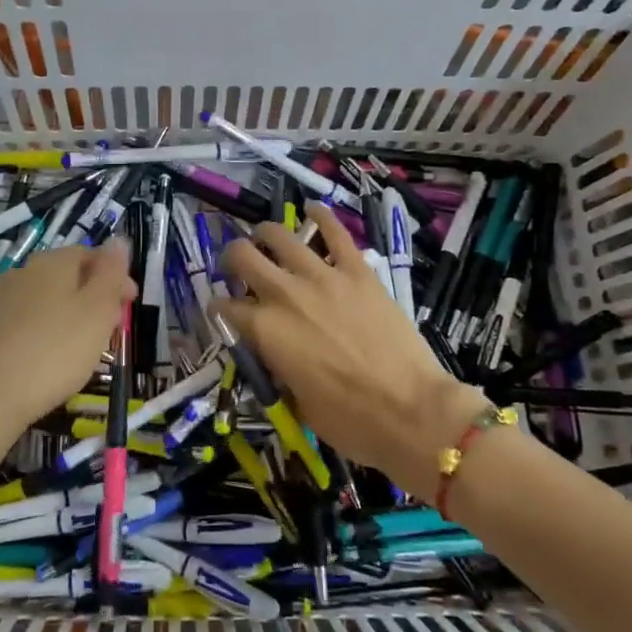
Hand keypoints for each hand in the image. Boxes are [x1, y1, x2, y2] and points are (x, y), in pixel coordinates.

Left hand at [0, 243, 135, 440]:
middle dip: (84, 297)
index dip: (113, 276)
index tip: (128, 305)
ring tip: (65, 350)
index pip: (89, 254)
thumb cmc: (51, 354)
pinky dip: (21, 335)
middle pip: (60, 277)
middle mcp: (18, 273)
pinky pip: (4, 325)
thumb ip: (110, 274)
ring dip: (52, 316)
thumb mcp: (96, 313)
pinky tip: (24, 360)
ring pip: (31, 301)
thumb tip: (118, 240)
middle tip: (102, 331)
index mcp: (52, 264)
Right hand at [218, 204, 486, 500]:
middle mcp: (285, 295)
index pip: (225, 308)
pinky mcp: (358, 271)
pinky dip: (321, 216)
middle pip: (242, 257)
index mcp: (265, 332)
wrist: (412, 411)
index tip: (223, 312)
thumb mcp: (298, 403)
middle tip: (238, 266)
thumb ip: (279, 368)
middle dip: (232, 259)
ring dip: (265, 235)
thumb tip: (276, 354)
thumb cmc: (351, 422)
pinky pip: (335, 232)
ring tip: (266, 239)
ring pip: (280, 236)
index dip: (219, 310)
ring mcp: (323, 277)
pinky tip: (313, 209)